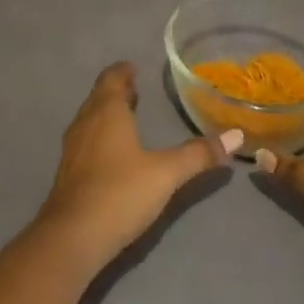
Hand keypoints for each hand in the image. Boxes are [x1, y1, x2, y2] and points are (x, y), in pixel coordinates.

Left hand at [37, 62, 239, 275]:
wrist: (73, 236)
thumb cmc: (120, 193)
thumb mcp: (166, 173)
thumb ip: (198, 154)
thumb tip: (236, 135)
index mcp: (107, 112)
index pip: (111, 79)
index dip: (122, 71)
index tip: (133, 67)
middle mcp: (86, 122)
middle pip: (99, 96)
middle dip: (116, 90)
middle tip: (134, 88)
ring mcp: (73, 147)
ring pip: (90, 118)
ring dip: (106, 112)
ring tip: (125, 114)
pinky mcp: (67, 172)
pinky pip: (85, 139)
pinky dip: (99, 134)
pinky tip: (111, 151)